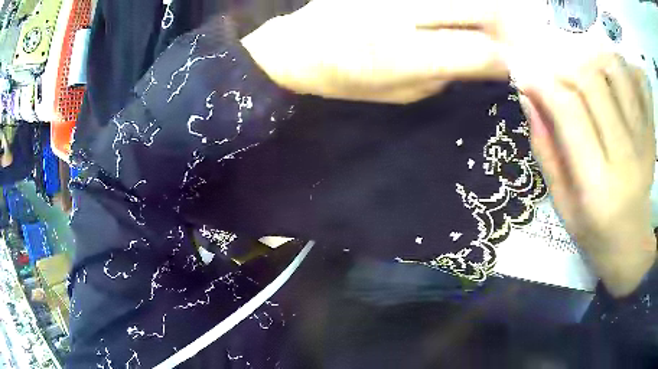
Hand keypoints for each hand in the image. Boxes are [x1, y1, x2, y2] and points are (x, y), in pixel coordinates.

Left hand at [241, 0, 514, 103]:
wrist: (300, 46)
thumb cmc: (349, 79)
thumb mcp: (402, 92)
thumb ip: (449, 74)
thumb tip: (488, 62)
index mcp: (407, 55)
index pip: (482, 53)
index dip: (509, 59)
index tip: (521, 64)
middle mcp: (405, 13)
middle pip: (481, 9)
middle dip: (510, 25)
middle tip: (523, 35)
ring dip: (490, 10)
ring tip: (499, 22)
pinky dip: (459, 5)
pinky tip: (462, 14)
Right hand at [519, 53, 655, 296]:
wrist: (632, 246)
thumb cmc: (594, 232)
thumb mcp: (562, 203)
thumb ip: (546, 150)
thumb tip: (528, 98)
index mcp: (597, 184)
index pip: (569, 111)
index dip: (542, 83)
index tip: (525, 75)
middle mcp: (624, 156)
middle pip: (593, 81)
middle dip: (564, 64)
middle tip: (552, 68)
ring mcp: (643, 141)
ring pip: (617, 71)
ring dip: (593, 55)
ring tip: (582, 64)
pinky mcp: (650, 134)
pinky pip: (639, 84)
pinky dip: (624, 64)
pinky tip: (612, 69)